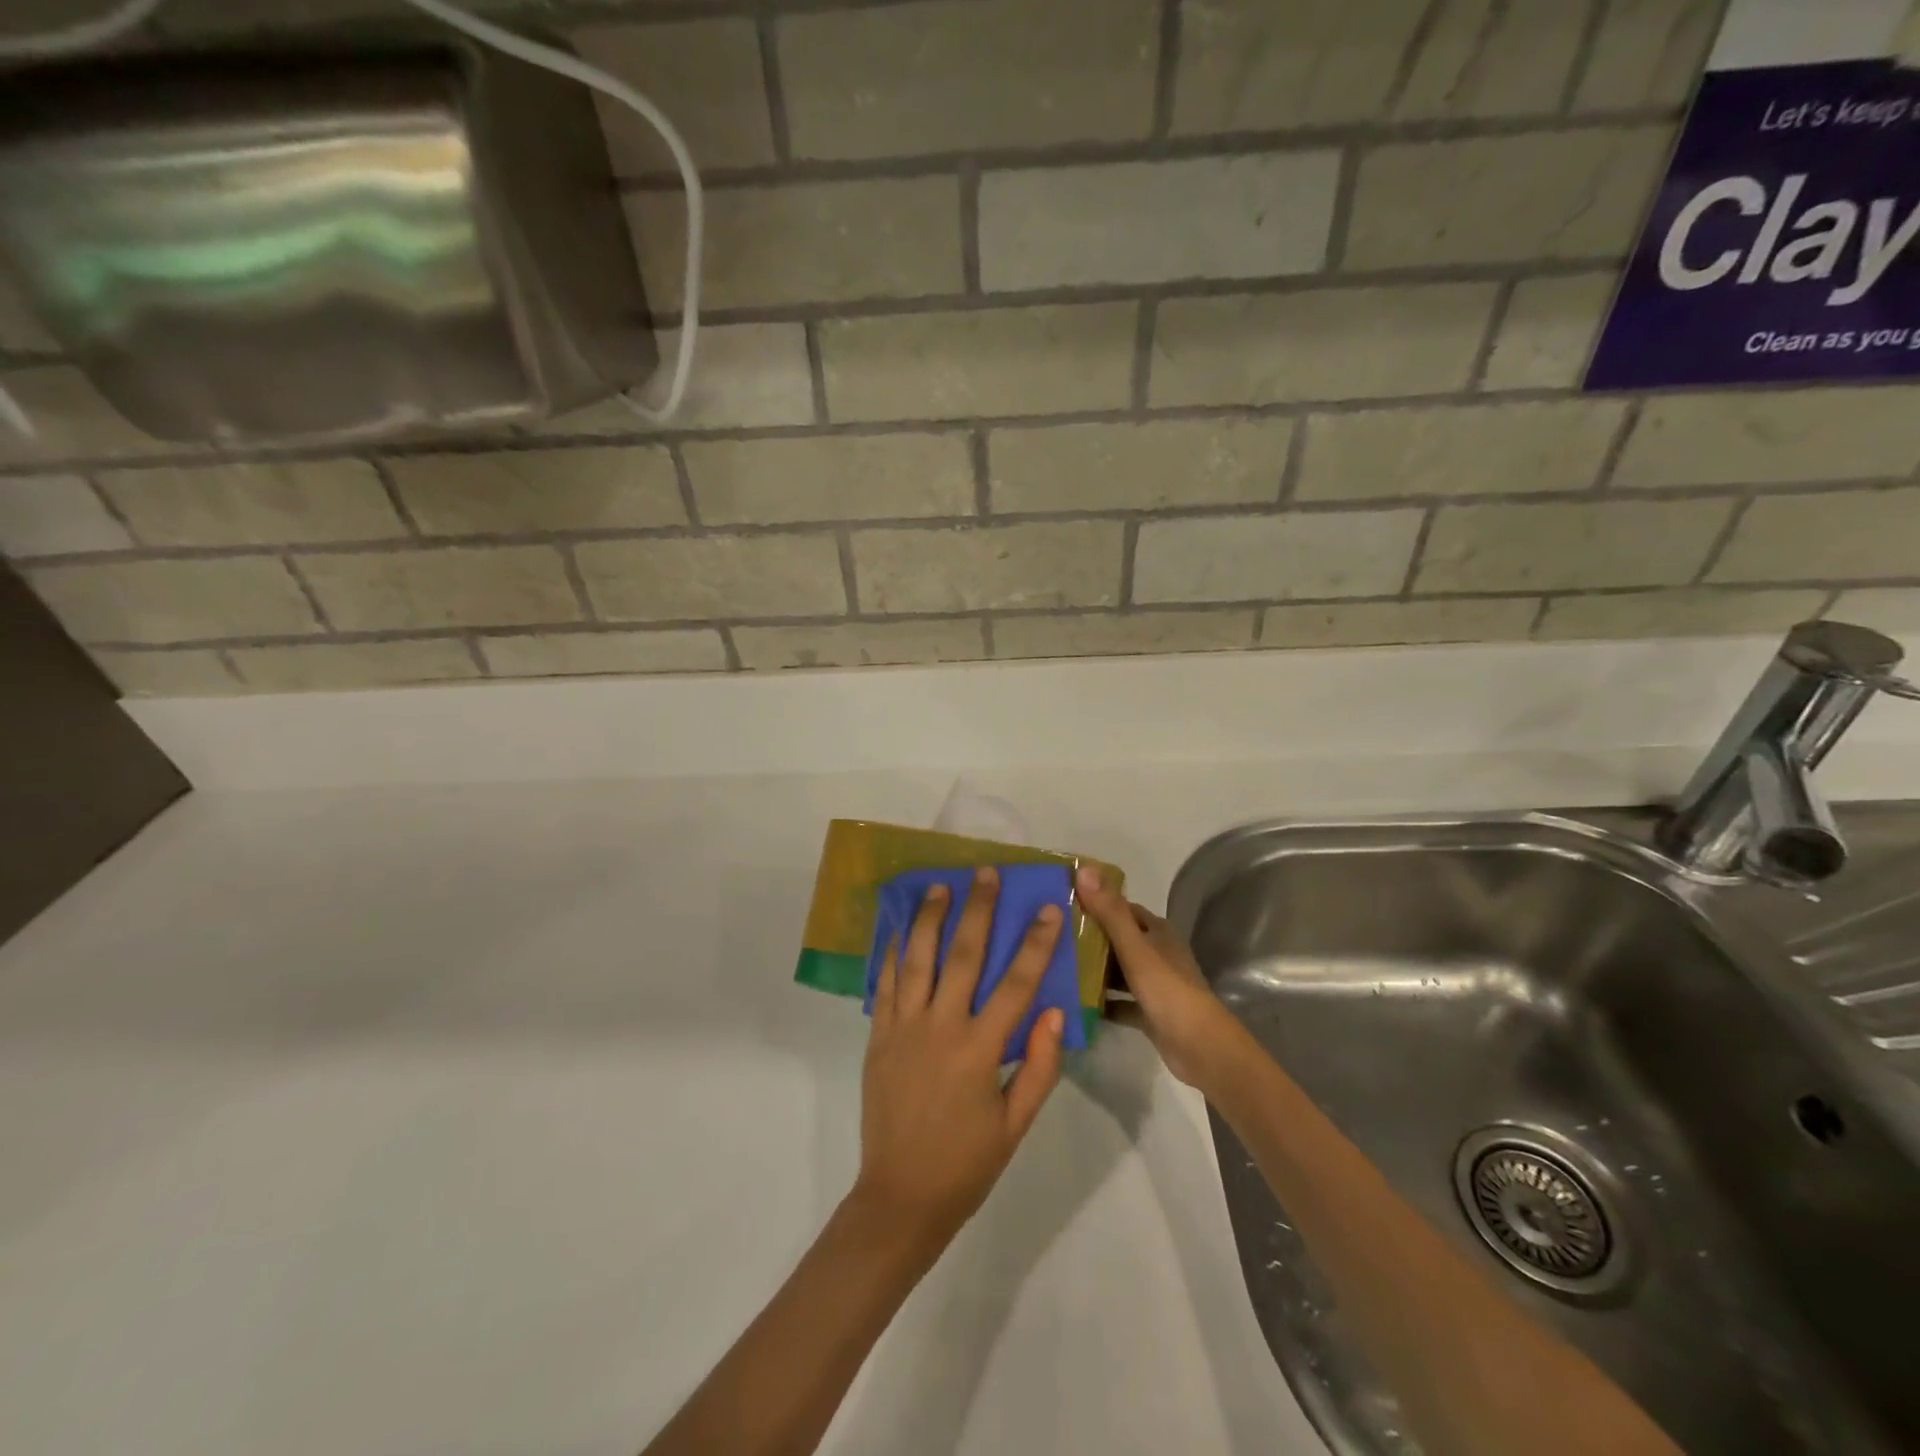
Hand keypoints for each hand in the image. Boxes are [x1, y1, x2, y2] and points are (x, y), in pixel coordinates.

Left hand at [851, 867, 1066, 1252]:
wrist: (899, 1197)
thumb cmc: (966, 1164)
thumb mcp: (1016, 1124)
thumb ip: (1037, 1066)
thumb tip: (1052, 1011)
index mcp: (978, 1050)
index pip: (1015, 983)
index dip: (1035, 943)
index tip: (1049, 908)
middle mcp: (940, 1028)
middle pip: (962, 955)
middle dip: (978, 910)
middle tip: (987, 874)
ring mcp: (903, 1028)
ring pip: (917, 959)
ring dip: (930, 918)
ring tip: (940, 885)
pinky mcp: (878, 1036)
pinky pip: (886, 984)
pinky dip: (894, 952)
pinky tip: (901, 928)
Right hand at [1075, 867, 1242, 1089]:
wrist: (1200, 1047)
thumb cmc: (1167, 989)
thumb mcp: (1134, 947)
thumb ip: (1109, 911)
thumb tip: (1084, 868)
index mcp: (1157, 932)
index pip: (1122, 908)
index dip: (1095, 903)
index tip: (1063, 903)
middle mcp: (1157, 953)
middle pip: (1118, 939)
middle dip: (1089, 938)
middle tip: (1052, 938)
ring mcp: (1154, 984)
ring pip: (1118, 971)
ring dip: (1094, 970)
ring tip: (1056, 967)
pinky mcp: (1149, 1013)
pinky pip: (1120, 1002)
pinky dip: (1102, 1002)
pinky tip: (1075, 1003)